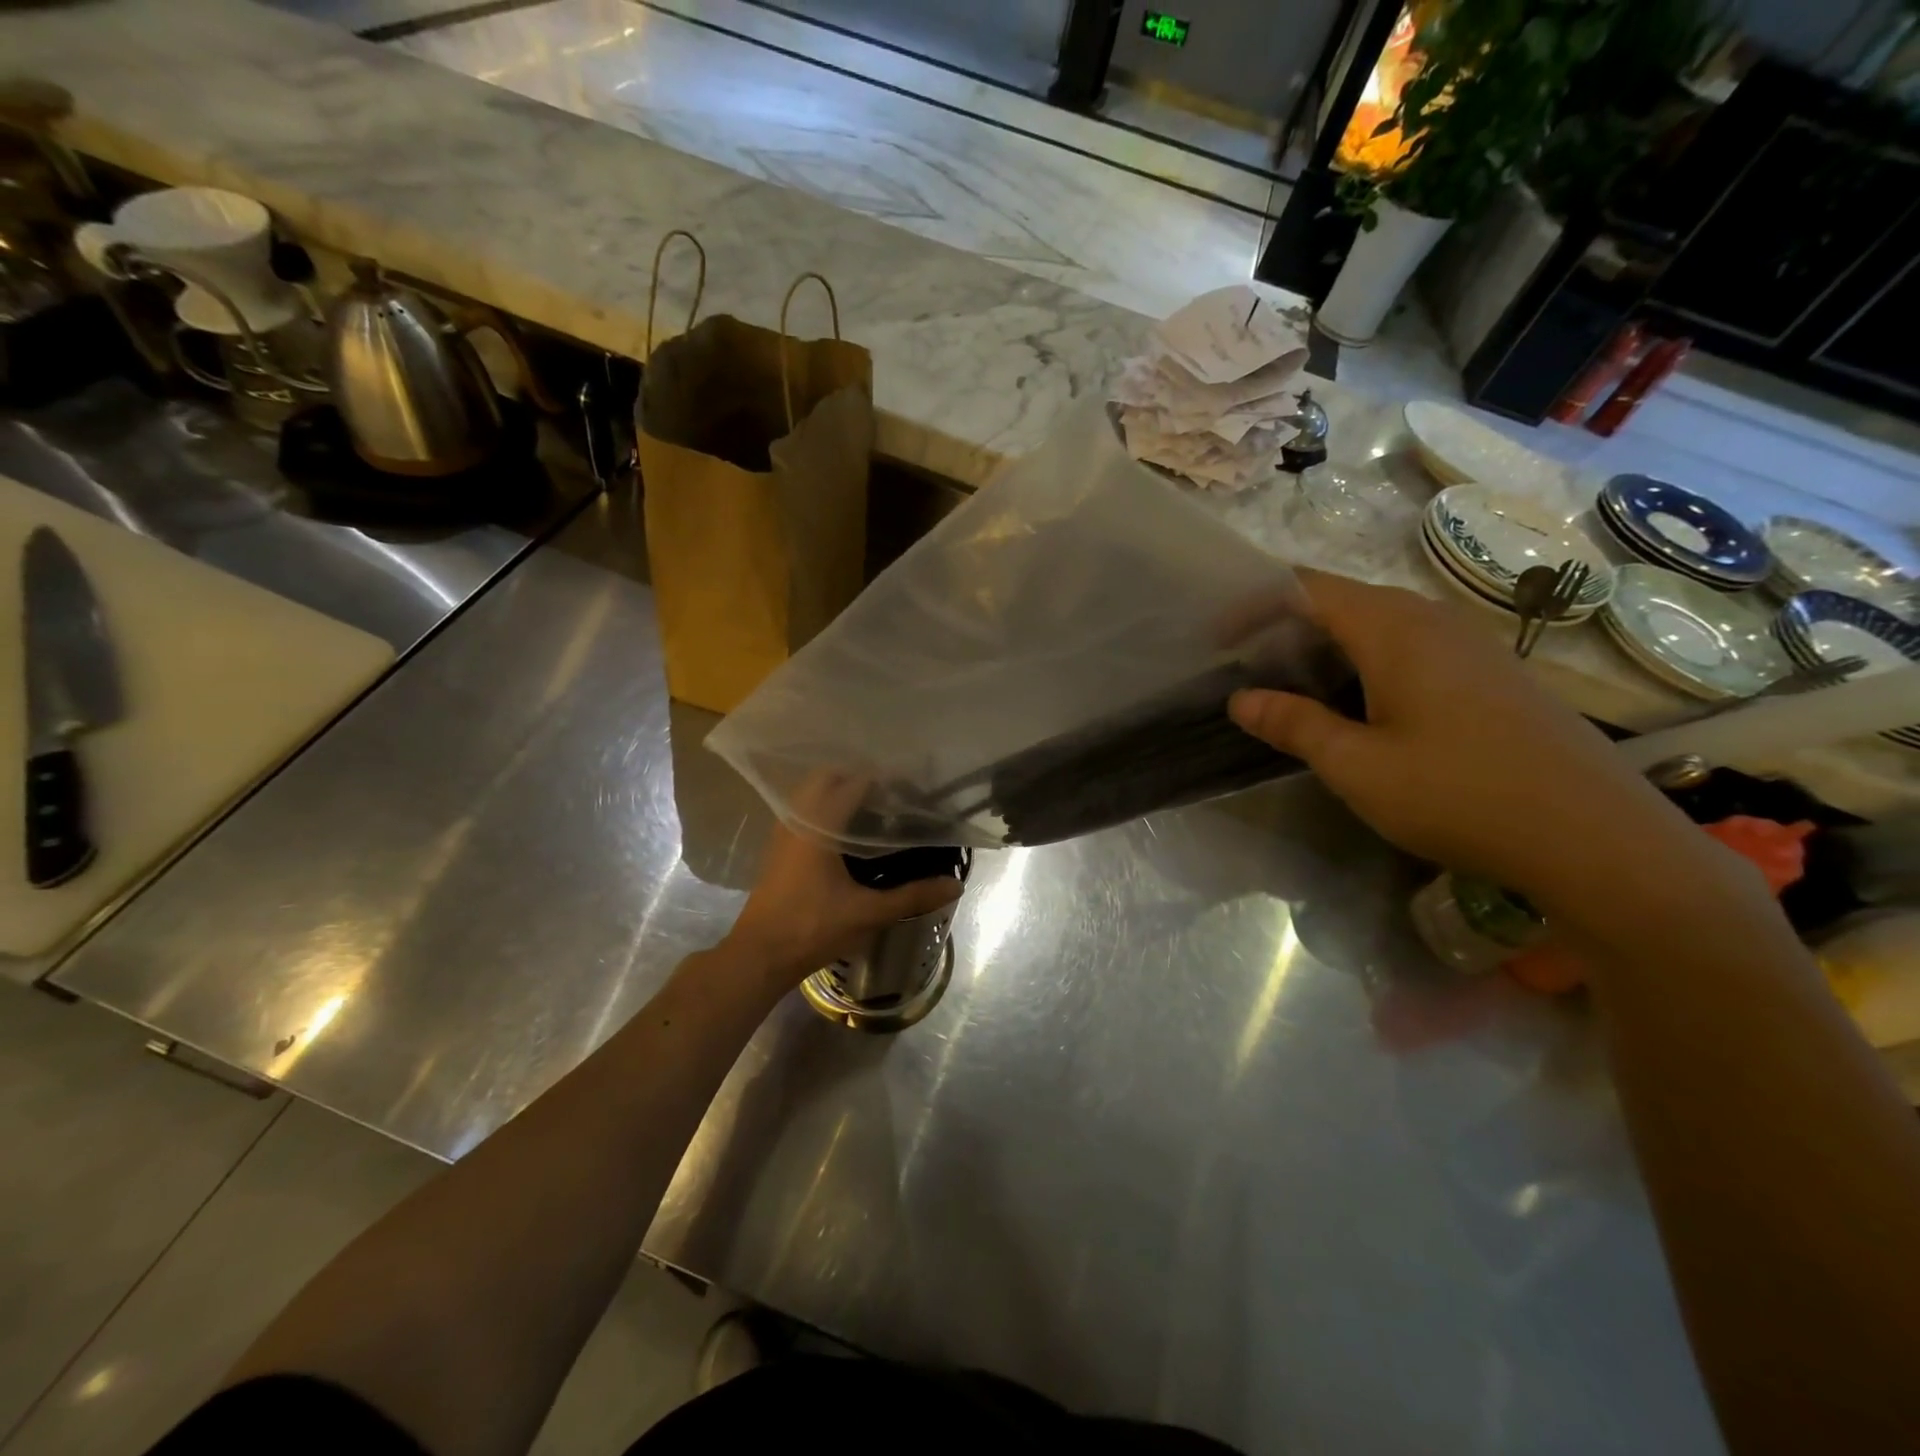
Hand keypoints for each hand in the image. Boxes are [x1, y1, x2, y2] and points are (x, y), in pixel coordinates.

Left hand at [725, 776, 962, 984]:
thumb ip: (913, 896)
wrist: (759, 956)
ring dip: (838, 792)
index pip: (856, 782)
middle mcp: (797, 817)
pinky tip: (847, 834)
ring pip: (810, 793)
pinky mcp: (778, 848)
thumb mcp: (868, 913)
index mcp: (819, 823)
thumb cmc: (812, 928)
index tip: (912, 788)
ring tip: (874, 810)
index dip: (886, 780)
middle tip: (892, 796)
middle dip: (858, 778)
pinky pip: (802, 811)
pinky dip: (824, 809)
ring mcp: (783, 831)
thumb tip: (955, 884)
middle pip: (828, 777)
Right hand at [1227, 570, 1757, 936]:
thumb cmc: (1460, 794)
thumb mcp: (1357, 766)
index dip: (1258, 602)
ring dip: (1331, 643)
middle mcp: (1434, 621)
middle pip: (1346, 600)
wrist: (1596, 838)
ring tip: (1293, 681)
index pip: (1311, 588)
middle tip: (1248, 662)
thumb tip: (1241, 699)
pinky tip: (1363, 704)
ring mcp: (1472, 646)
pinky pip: (1415, 647)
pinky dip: (1370, 660)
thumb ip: (1294, 725)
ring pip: (1383, 624)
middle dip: (1289, 623)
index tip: (1220, 635)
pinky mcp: (1494, 675)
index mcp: (1395, 630)